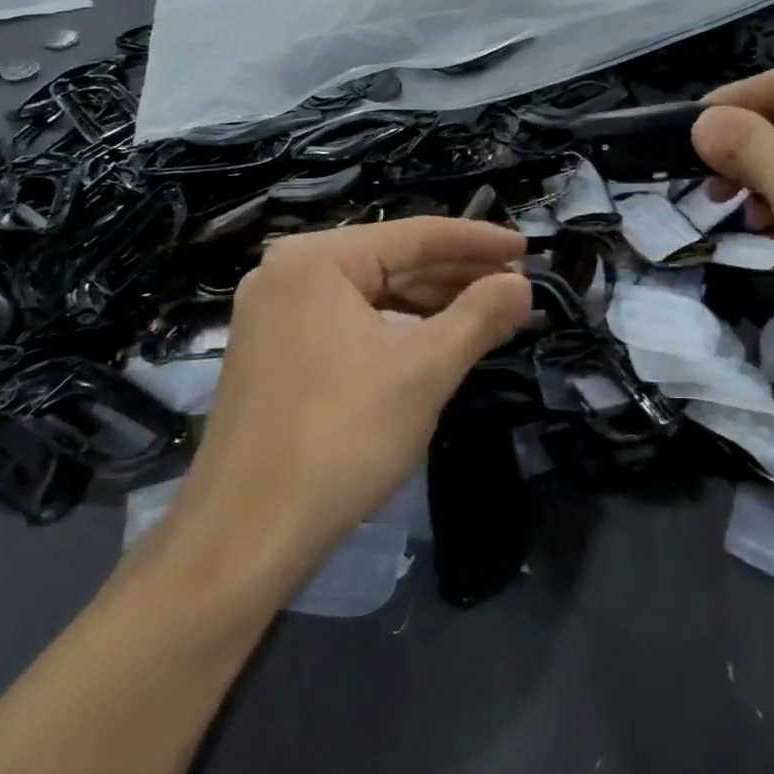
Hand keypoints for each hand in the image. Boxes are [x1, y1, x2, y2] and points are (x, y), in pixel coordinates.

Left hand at [154, 218, 530, 592]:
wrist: (245, 538)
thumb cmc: (341, 437)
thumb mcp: (425, 369)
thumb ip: (480, 316)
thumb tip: (521, 285)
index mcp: (317, 259)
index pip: (416, 235)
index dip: (479, 242)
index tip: (528, 251)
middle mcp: (288, 274)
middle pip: (392, 261)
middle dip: (457, 276)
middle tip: (516, 289)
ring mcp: (275, 316)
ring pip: (372, 295)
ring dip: (431, 304)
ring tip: (487, 314)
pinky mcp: (275, 355)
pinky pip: (350, 323)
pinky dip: (397, 329)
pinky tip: (435, 342)